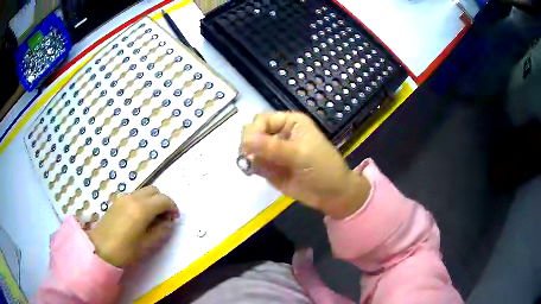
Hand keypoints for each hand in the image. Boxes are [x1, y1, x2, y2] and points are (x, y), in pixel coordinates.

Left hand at [87, 186, 178, 267]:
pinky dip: (143, 201)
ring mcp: (124, 198)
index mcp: (142, 209)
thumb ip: (161, 231)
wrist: (100, 248)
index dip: (173, 207)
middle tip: (164, 218)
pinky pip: (135, 195)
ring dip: (152, 201)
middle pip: (154, 190)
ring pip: (144, 191)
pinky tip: (139, 217)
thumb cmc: (125, 250)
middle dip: (163, 201)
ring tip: (152, 218)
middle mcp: (133, 198)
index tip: (174, 219)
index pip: (164, 199)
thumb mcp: (147, 245)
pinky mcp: (117, 201)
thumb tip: (169, 223)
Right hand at [241, 112, 370, 218]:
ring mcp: (274, 151)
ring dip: (249, 157)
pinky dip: (253, 167)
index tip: (250, 147)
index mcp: (291, 122)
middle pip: (253, 132)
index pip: (262, 119)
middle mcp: (280, 133)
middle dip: (249, 144)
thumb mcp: (300, 155)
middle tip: (251, 157)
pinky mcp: (271, 168)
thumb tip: (245, 141)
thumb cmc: (322, 168)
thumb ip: (273, 148)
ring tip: (257, 167)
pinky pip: (254, 163)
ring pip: (251, 148)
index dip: (254, 131)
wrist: (332, 195)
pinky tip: (259, 173)